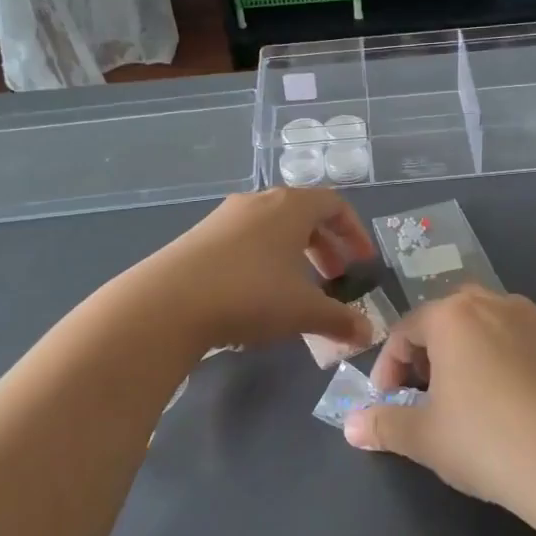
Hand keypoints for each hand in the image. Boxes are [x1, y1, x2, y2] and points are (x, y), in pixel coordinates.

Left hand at [131, 188, 378, 353]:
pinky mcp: (199, 237)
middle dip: (325, 246)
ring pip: (272, 228)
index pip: (334, 205)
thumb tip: (368, 333)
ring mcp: (224, 217)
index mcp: (290, 207)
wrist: (167, 303)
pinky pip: (245, 241)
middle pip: (303, 215)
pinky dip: (264, 260)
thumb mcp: (303, 311)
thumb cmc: (250, 295)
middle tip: (334, 278)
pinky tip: (258, 295)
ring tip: (298, 289)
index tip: (362, 262)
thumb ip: (340, 320)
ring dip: (294, 255)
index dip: (354, 232)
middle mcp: (258, 202)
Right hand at [345, 287, 535, 512]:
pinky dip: (499, 361)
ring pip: (484, 327)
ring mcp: (534, 321)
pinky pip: (517, 342)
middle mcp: (494, 303)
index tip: (387, 403)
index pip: (406, 331)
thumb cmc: (485, 441)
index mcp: (453, 316)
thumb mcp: (424, 437)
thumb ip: (384, 425)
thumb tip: (351, 426)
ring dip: (464, 354)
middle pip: (446, 319)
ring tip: (463, 399)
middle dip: (427, 353)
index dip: (388, 368)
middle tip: (424, 394)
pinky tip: (505, 404)